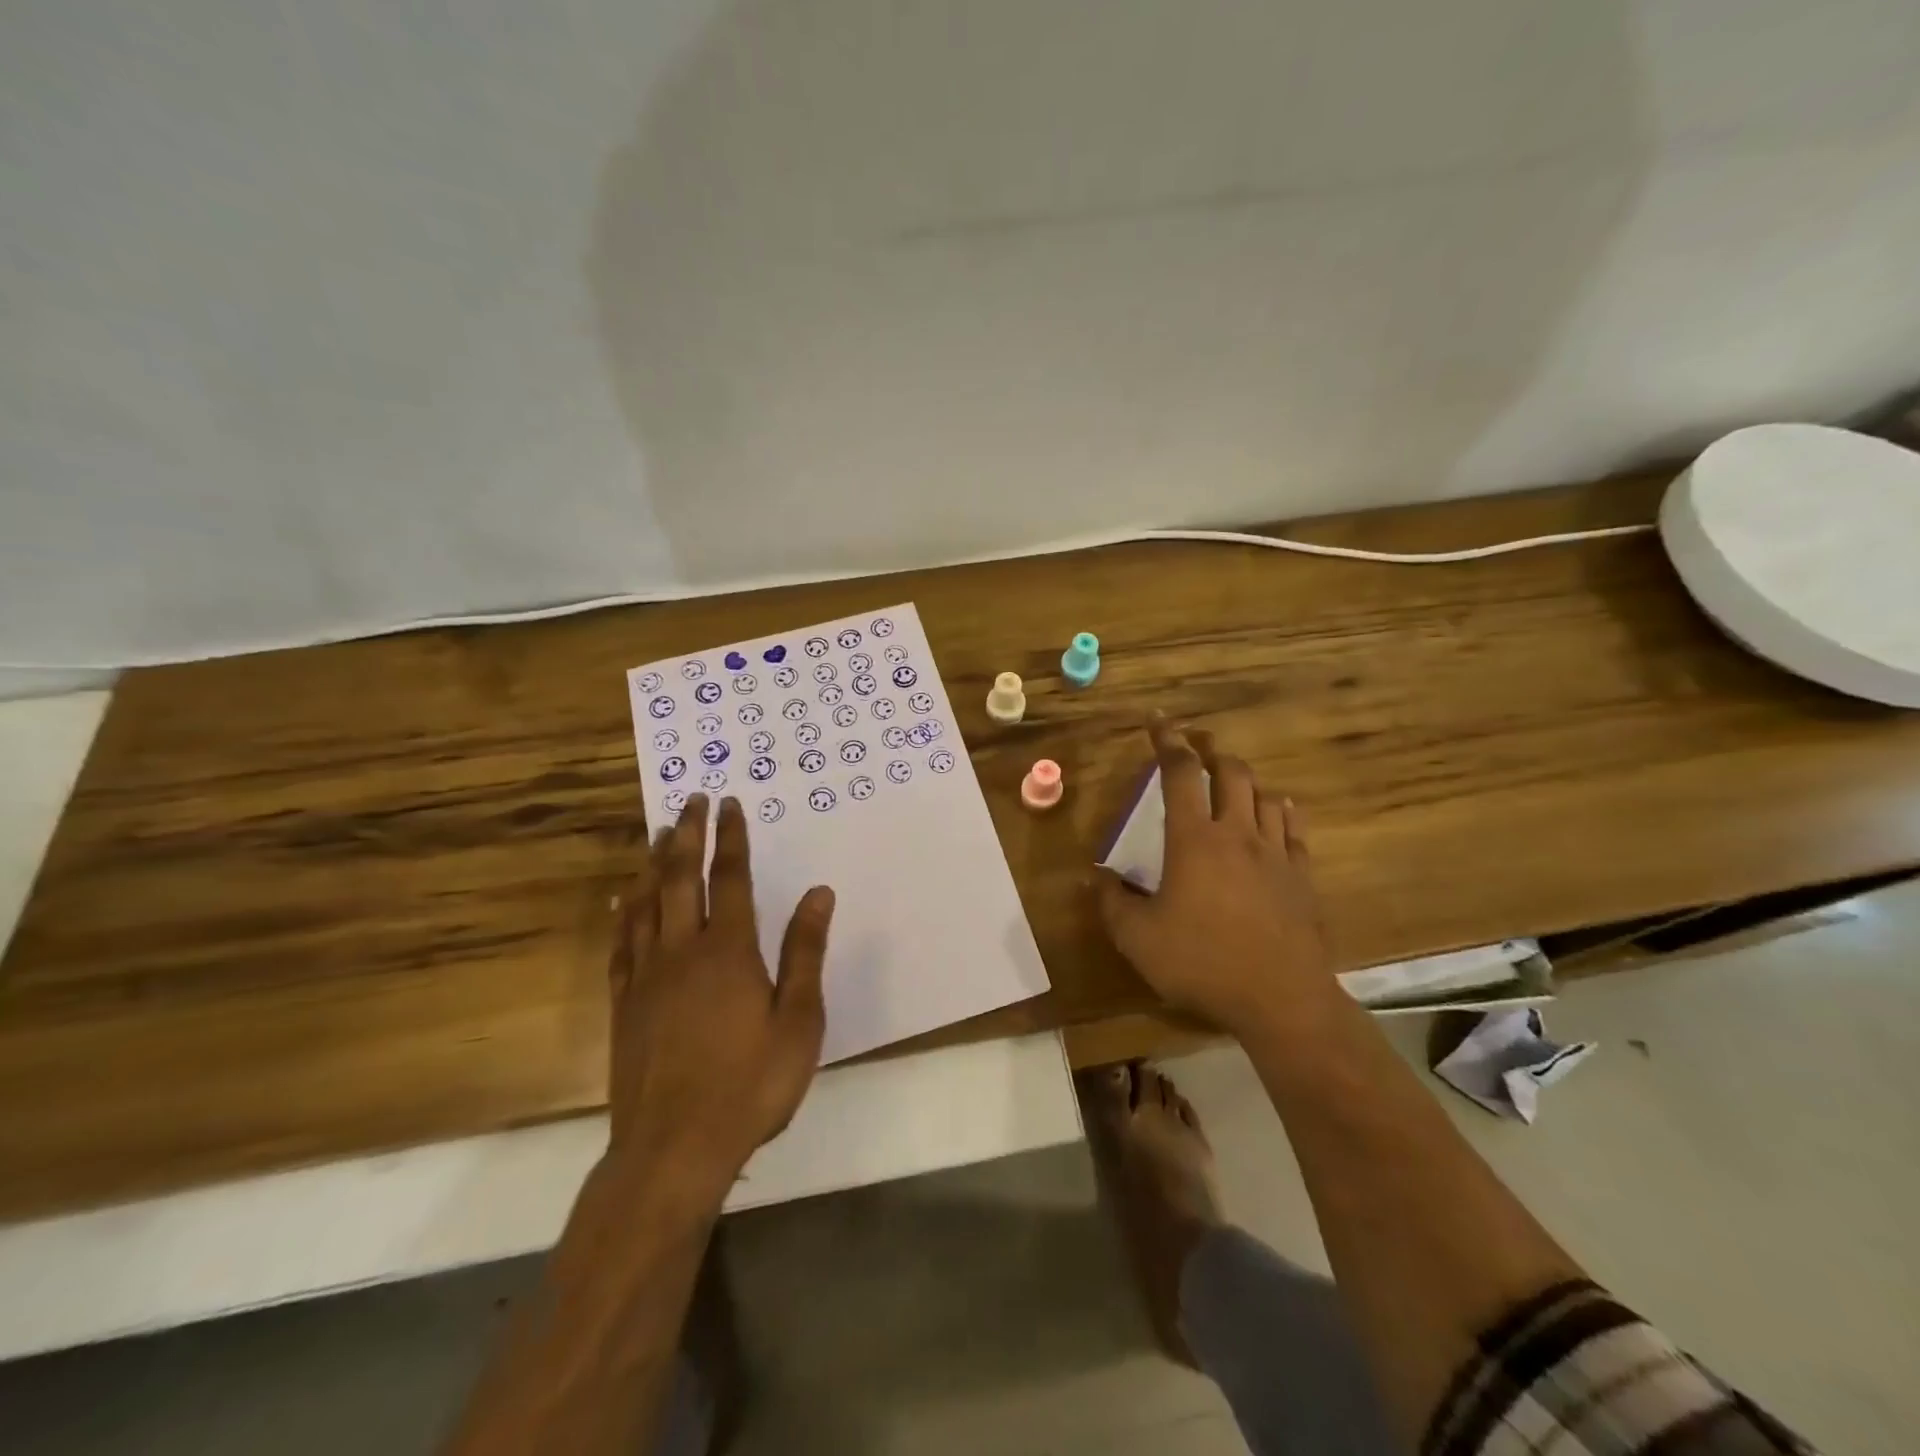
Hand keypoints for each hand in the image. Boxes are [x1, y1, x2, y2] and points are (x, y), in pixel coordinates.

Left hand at [606, 794, 835, 1196]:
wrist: (673, 1149)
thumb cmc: (750, 1084)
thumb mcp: (798, 1021)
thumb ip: (805, 952)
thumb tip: (818, 893)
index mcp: (728, 951)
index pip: (730, 878)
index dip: (730, 838)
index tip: (728, 803)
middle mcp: (682, 950)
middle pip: (680, 878)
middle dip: (686, 834)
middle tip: (690, 800)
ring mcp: (646, 976)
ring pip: (645, 903)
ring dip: (653, 863)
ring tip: (658, 833)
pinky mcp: (623, 1004)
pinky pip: (621, 944)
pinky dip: (624, 913)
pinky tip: (624, 901)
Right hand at [1094, 720, 1335, 1040]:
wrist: (1280, 999)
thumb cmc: (1201, 963)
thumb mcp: (1137, 938)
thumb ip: (1111, 902)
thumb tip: (1094, 875)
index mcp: (1193, 839)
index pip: (1180, 773)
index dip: (1167, 741)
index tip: (1159, 720)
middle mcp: (1236, 833)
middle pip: (1230, 773)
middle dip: (1212, 752)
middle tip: (1197, 747)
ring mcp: (1275, 853)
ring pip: (1264, 795)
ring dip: (1245, 780)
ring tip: (1231, 780)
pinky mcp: (1301, 876)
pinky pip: (1293, 828)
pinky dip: (1280, 810)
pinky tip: (1276, 811)